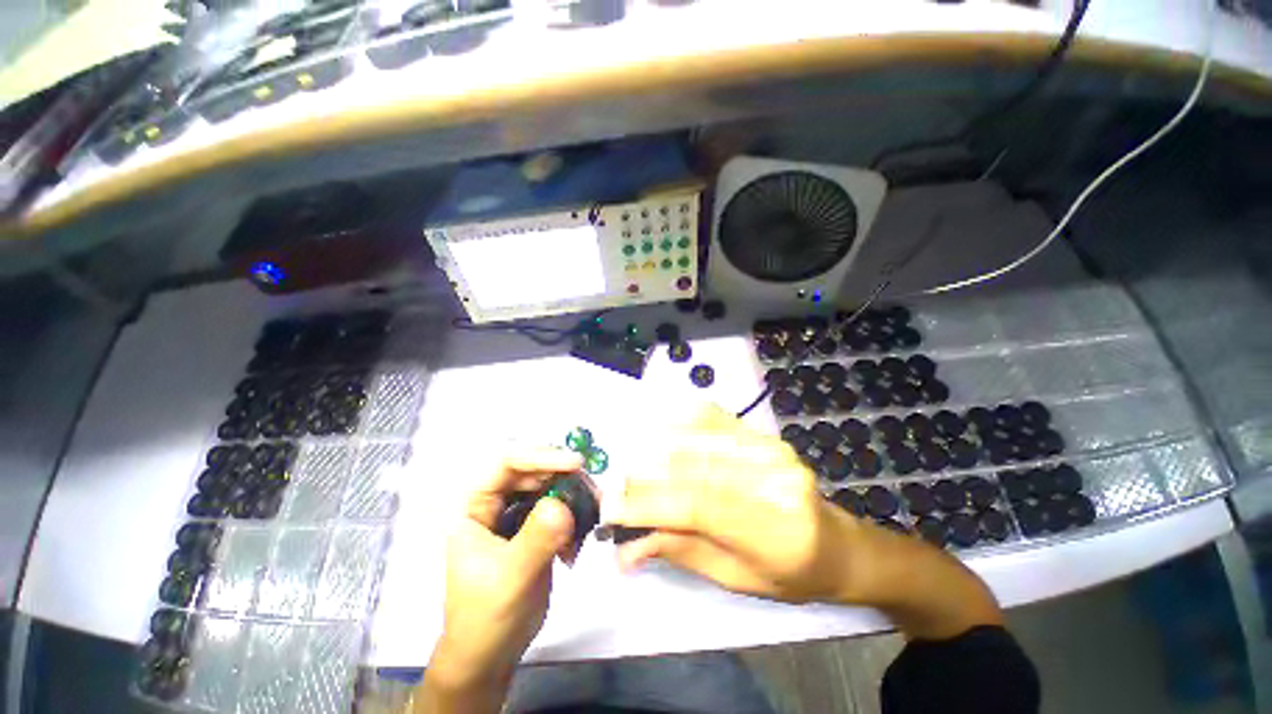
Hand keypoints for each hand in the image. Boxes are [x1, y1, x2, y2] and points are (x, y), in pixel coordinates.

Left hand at [422, 448, 583, 712]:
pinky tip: (578, 541)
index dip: (540, 456)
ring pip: (549, 486)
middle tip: (592, 488)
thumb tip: (563, 505)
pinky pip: (559, 508)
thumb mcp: (510, 577)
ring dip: (573, 495)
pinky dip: (574, 516)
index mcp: (474, 506)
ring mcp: (516, 515)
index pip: (507, 463)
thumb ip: (536, 539)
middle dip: (564, 476)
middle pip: (533, 470)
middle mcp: (495, 503)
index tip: (575, 464)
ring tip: (592, 511)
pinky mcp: (535, 529)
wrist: (491, 654)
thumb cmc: (486, 616)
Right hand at [612, 405, 1001, 639]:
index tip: (609, 509)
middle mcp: (774, 477)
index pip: (696, 505)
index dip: (647, 504)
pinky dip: (681, 422)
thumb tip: (626, 548)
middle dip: (644, 477)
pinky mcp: (764, 434)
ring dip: (655, 449)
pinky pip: (713, 418)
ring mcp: (771, 448)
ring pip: (697, 437)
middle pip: (692, 466)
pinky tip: (660, 430)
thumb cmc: (790, 574)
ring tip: (632, 466)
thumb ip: (680, 551)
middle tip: (615, 488)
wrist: (839, 546)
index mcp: (776, 529)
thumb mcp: (735, 579)